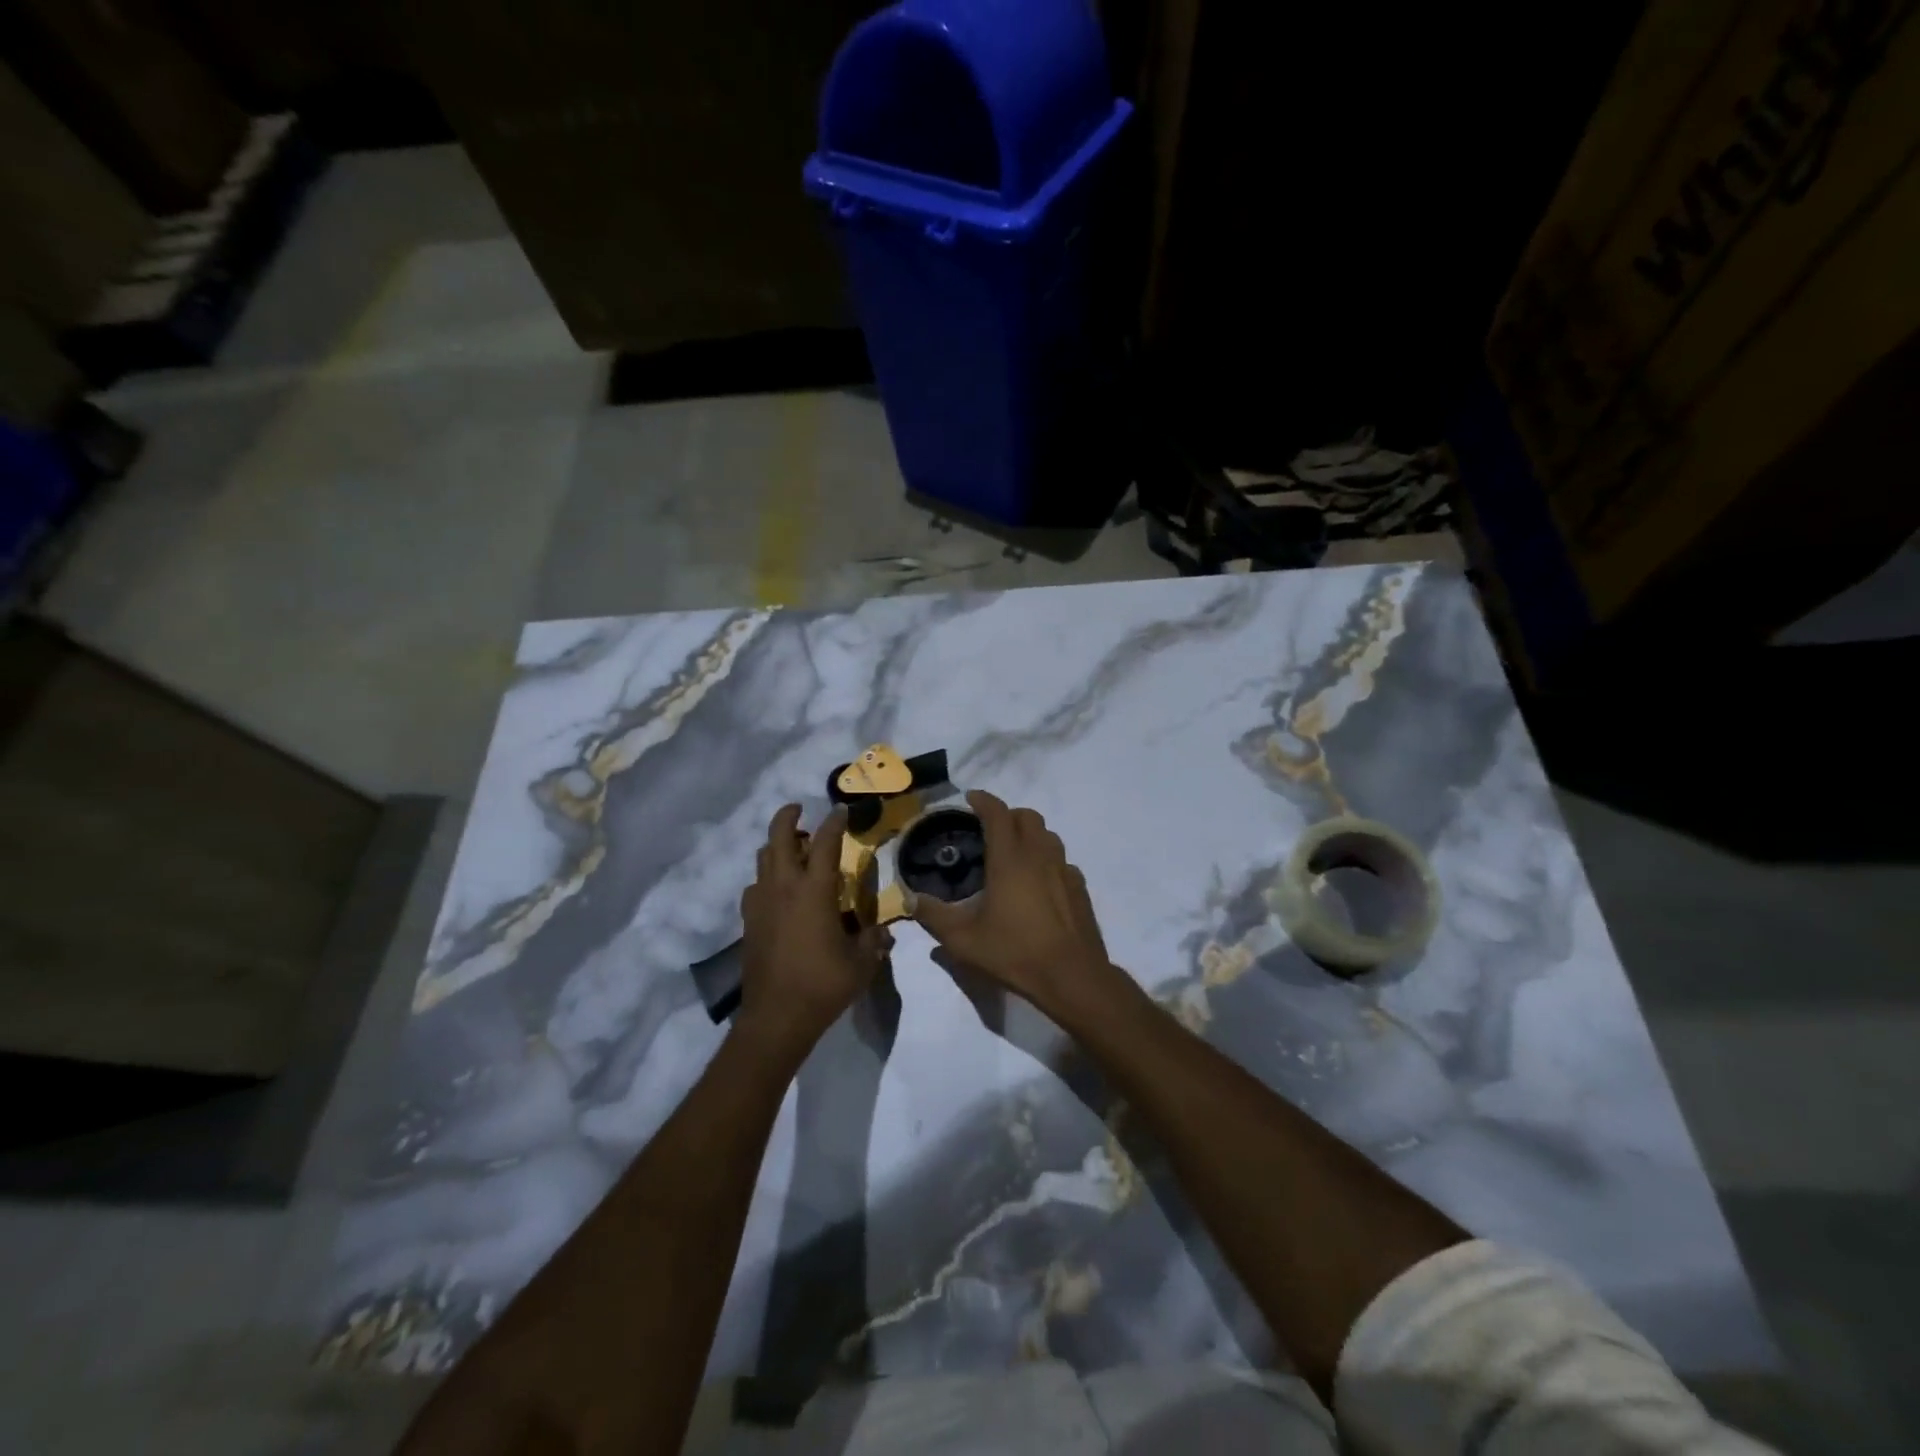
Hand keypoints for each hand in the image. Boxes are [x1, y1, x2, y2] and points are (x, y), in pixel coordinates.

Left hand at [737, 804, 890, 1060]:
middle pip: (779, 837)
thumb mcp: (861, 962)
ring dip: (777, 846)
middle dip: (789, 817)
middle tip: (800, 810)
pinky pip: (755, 886)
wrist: (776, 1017)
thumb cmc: (823, 984)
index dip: (835, 822)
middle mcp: (784, 887)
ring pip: (763, 858)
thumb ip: (874, 940)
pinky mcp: (748, 921)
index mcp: (814, 890)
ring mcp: (761, 903)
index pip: (826, 843)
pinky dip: (767, 877)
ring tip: (794, 850)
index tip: (842, 810)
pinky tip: (778, 891)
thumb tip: (884, 931)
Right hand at [911, 791, 1115, 1019]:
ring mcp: (1065, 870)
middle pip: (1027, 817)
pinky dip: (1047, 860)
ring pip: (1048, 836)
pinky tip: (1038, 883)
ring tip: (1013, 853)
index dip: (983, 801)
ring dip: (1030, 834)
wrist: (1072, 976)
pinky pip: (1062, 861)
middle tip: (990, 830)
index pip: (998, 813)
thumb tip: (911, 900)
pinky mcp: (1080, 888)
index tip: (970, 799)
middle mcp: (1040, 855)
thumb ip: (934, 917)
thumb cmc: (1015, 952)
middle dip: (1008, 815)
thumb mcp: (964, 940)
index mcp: (1010, 859)